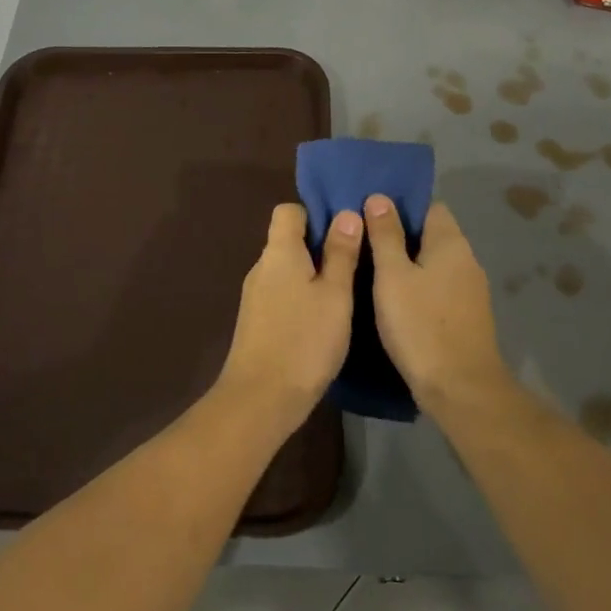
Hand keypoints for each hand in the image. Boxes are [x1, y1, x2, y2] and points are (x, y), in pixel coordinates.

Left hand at [214, 203, 362, 430]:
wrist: (261, 398)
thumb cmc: (304, 340)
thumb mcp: (335, 294)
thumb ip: (340, 253)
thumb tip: (345, 214)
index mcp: (279, 252)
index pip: (289, 211)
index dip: (316, 214)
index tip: (345, 232)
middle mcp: (261, 267)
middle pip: (288, 241)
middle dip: (320, 246)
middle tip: (356, 263)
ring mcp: (255, 296)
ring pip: (287, 270)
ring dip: (313, 275)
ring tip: (346, 292)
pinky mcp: (256, 322)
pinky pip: (282, 294)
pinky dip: (302, 297)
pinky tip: (323, 320)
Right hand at [363, 195, 512, 413]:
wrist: (460, 388)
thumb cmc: (420, 325)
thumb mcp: (392, 276)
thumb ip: (386, 235)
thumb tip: (379, 198)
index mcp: (451, 243)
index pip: (429, 207)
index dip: (400, 207)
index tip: (370, 216)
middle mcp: (466, 260)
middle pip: (431, 235)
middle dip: (400, 237)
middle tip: (363, 245)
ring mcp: (470, 290)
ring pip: (434, 264)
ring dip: (408, 265)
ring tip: (372, 273)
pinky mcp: (466, 316)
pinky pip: (438, 288)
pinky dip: (418, 288)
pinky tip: (395, 302)